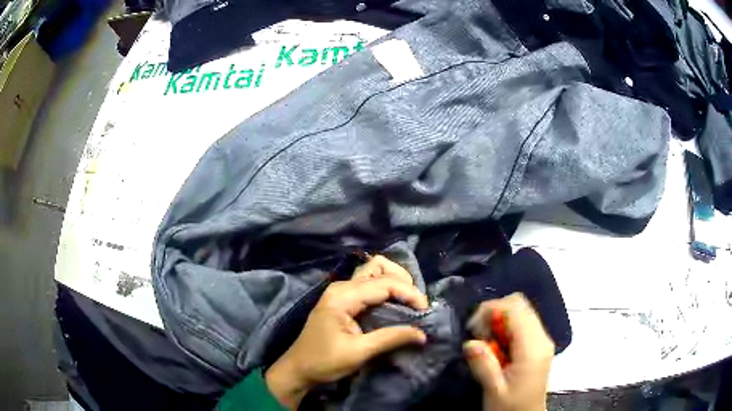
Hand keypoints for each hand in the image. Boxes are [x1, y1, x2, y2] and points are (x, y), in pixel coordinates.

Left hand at [265, 256, 428, 408]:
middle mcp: (342, 287)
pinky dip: (386, 289)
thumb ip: (391, 338)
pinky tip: (395, 304)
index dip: (409, 293)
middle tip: (417, 304)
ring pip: (373, 272)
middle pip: (378, 267)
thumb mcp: (359, 352)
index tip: (425, 311)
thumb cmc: (324, 362)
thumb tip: (422, 333)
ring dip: (394, 281)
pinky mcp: (342, 300)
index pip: (384, 283)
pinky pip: (368, 284)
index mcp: (342, 296)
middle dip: (402, 281)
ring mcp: (340, 291)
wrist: (298, 369)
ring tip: (409, 302)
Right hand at [463, 293, 553, 410]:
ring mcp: (542, 340)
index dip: (490, 310)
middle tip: (478, 335)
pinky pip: (522, 323)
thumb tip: (469, 342)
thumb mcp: (494, 390)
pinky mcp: (538, 345)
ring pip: (521, 311)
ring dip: (499, 320)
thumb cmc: (511, 407)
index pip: (514, 309)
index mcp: (532, 348)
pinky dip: (506, 328)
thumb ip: (483, 365)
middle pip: (520, 304)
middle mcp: (542, 338)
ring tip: (486, 343)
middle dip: (494, 313)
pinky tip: (496, 346)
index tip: (472, 329)